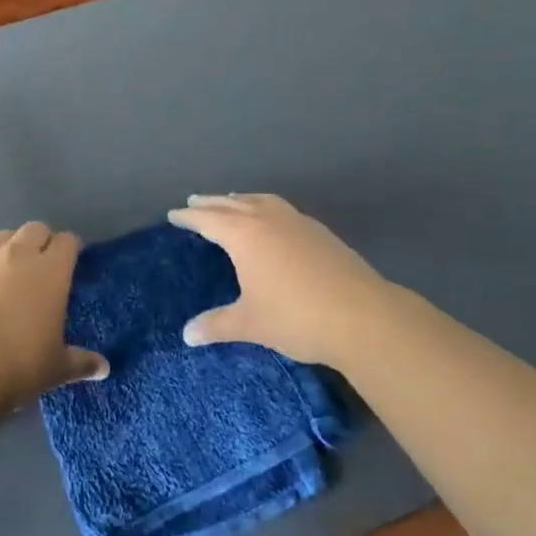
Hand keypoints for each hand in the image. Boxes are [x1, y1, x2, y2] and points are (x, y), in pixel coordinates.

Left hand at [0, 222, 109, 410]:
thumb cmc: (20, 364)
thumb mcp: (57, 368)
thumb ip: (81, 362)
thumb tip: (104, 368)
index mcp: (51, 271)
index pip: (67, 242)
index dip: (70, 249)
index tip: (71, 262)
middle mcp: (18, 254)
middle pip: (35, 228)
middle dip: (40, 241)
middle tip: (41, 266)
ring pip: (1, 236)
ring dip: (8, 248)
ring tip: (7, 271)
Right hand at [169, 194, 387, 365]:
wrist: (363, 316)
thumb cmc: (296, 318)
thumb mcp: (250, 324)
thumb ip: (216, 325)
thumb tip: (187, 335)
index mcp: (243, 234)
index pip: (207, 219)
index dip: (188, 217)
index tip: (173, 215)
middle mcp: (266, 219)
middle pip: (230, 203)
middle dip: (210, 203)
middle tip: (193, 202)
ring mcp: (295, 221)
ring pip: (259, 200)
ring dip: (239, 200)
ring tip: (230, 202)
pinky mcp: (318, 231)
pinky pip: (280, 208)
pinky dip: (264, 206)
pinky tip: (270, 221)